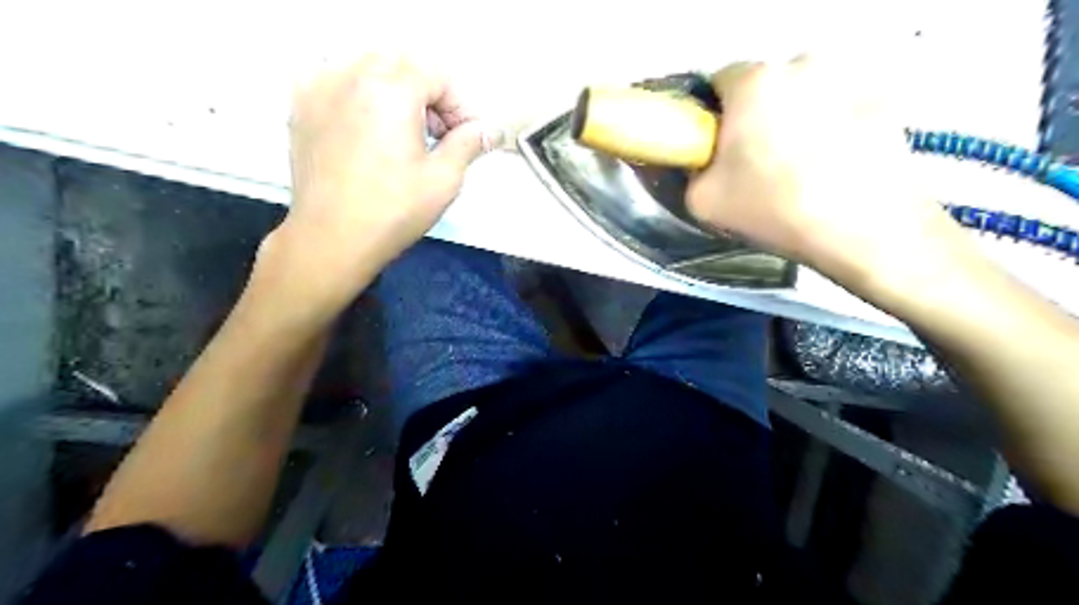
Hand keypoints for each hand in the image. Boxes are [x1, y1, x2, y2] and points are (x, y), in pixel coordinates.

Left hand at [260, 55, 495, 314]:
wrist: (332, 238)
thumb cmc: (393, 211)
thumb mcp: (444, 179)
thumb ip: (469, 144)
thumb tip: (490, 131)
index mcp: (391, 90)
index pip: (437, 73)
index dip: (459, 104)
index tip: (467, 137)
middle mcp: (351, 75)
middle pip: (403, 64)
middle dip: (429, 93)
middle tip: (439, 134)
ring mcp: (319, 87)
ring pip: (368, 67)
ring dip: (397, 90)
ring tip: (405, 133)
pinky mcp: (301, 106)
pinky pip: (337, 80)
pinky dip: (362, 94)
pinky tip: (369, 128)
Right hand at [687, 54, 974, 295]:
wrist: (860, 229)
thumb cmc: (772, 208)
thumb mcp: (702, 201)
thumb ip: (692, 171)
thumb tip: (703, 163)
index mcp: (753, 82)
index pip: (719, 82)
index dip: (714, 116)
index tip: (719, 147)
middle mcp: (801, 64)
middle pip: (765, 86)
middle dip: (756, 116)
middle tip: (757, 162)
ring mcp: (848, 79)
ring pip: (804, 95)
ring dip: (795, 119)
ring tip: (800, 166)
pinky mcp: (883, 100)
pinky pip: (840, 108)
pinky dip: (832, 128)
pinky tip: (833, 165)